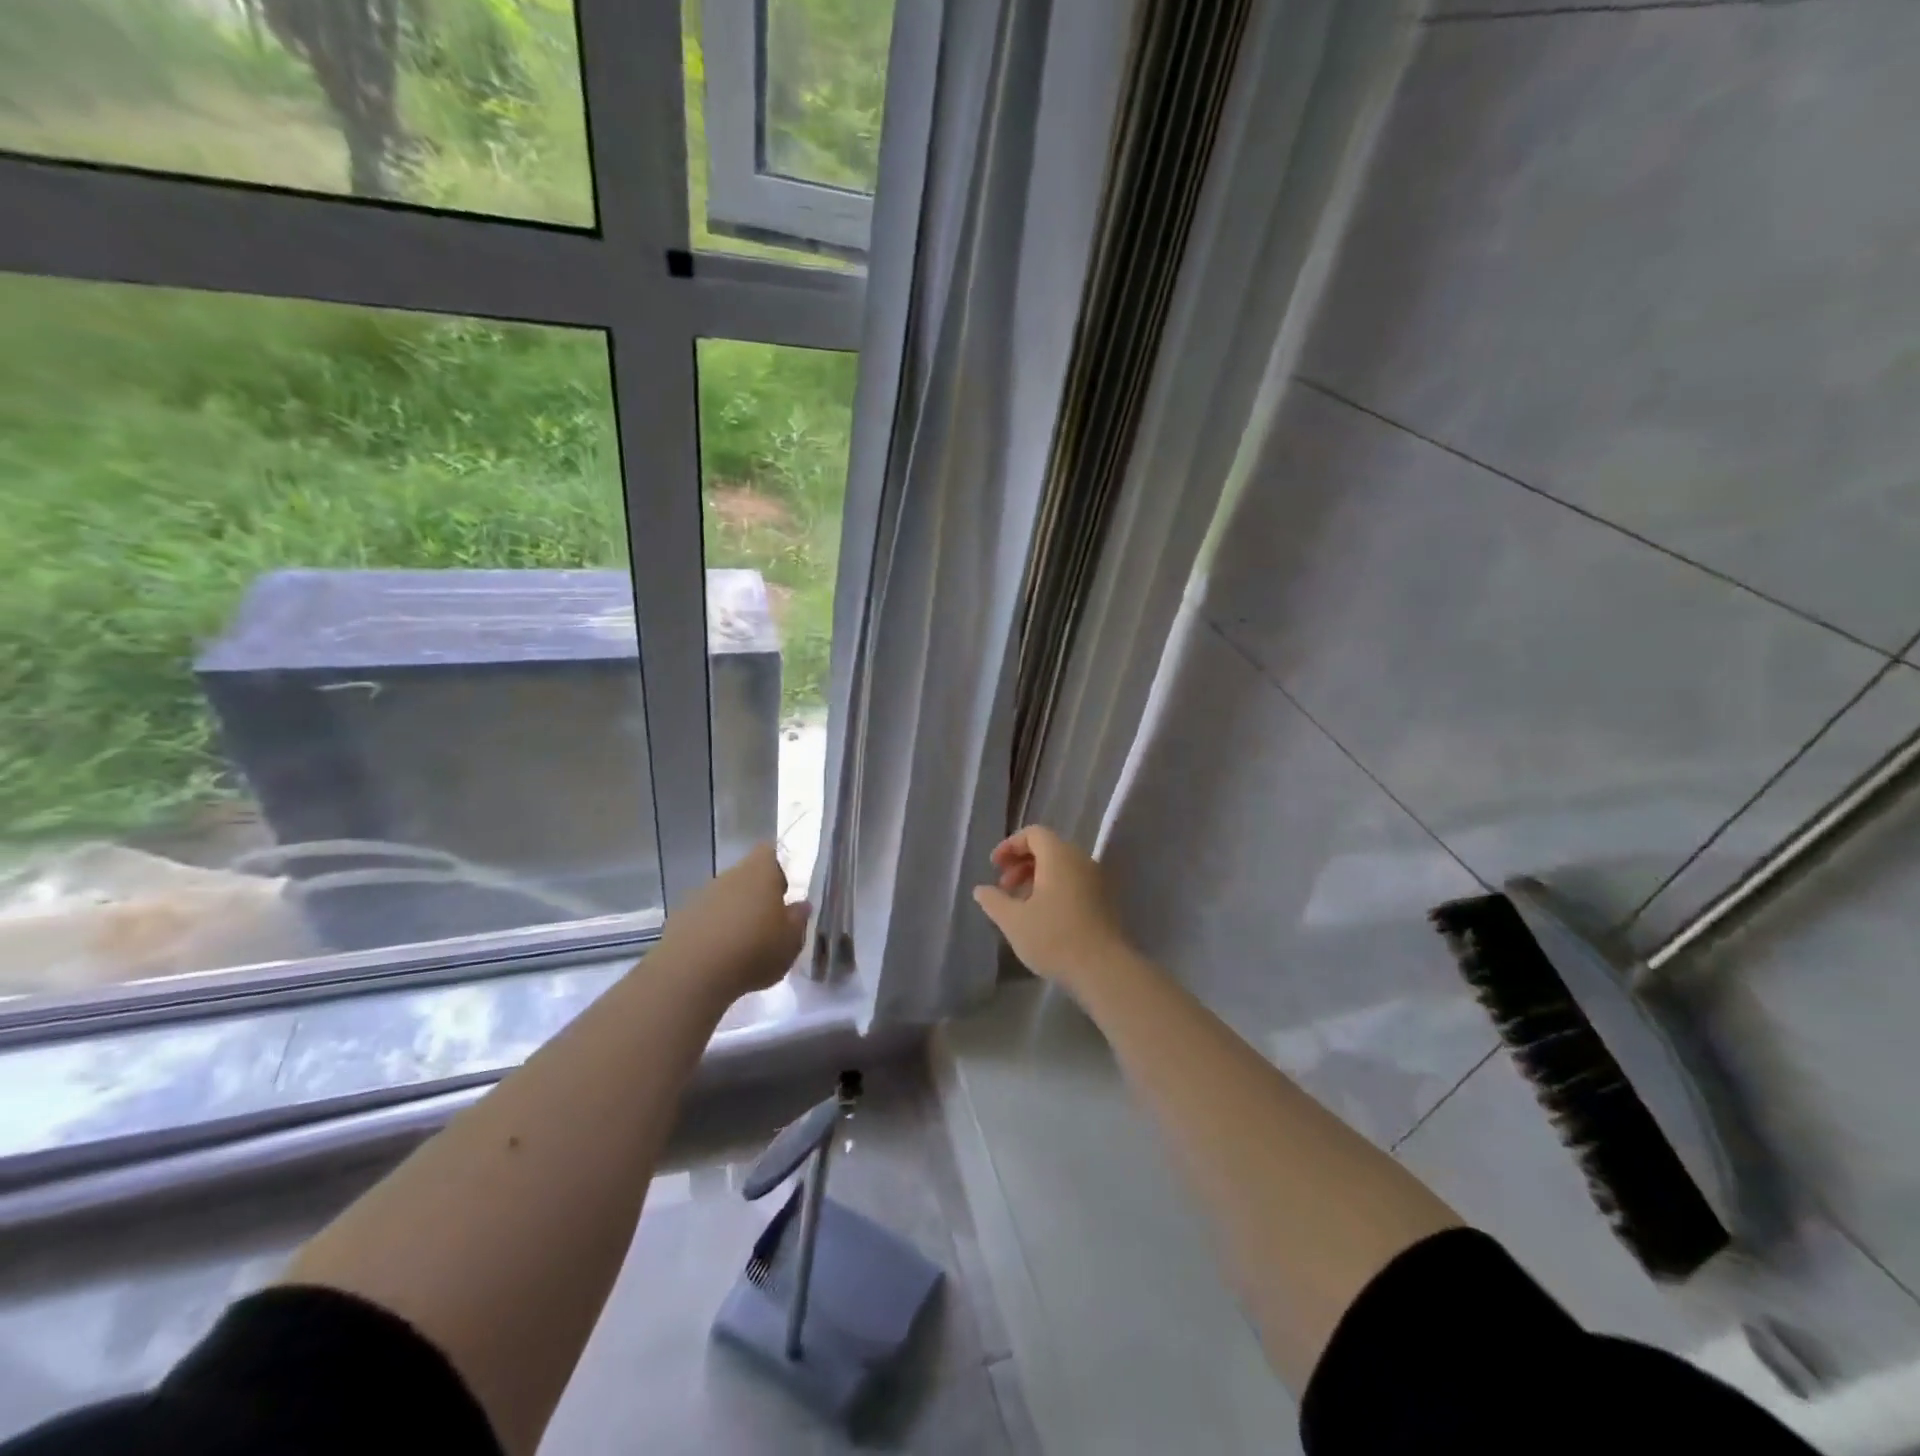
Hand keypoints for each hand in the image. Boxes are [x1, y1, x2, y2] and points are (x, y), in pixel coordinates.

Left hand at [657, 844, 810, 1001]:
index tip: (784, 891)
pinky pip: (703, 918)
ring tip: (742, 946)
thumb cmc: (753, 951)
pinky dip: (712, 931)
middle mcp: (729, 876)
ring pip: (724, 897)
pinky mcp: (679, 919)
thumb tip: (801, 905)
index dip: (778, 868)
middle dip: (756, 895)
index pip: (769, 852)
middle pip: (746, 876)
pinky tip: (717, 957)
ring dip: (733, 914)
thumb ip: (798, 919)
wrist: (691, 975)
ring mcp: (700, 896)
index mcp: (760, 872)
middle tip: (768, 924)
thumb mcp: (791, 941)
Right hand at [972, 825, 1130, 989]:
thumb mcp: (1013, 921)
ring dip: (1036, 878)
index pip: (1034, 833)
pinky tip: (1042, 917)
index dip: (1010, 846)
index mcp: (1059, 856)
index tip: (994, 867)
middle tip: (1004, 887)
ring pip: (1061, 867)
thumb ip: (994, 901)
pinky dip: (1054, 889)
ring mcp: (1097, 880)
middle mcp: (1081, 860)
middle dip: (1021, 863)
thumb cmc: (1054, 938)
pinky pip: (1074, 882)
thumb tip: (981, 889)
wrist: (1104, 969)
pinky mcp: (1105, 901)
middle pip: (1048, 848)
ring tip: (1020, 905)